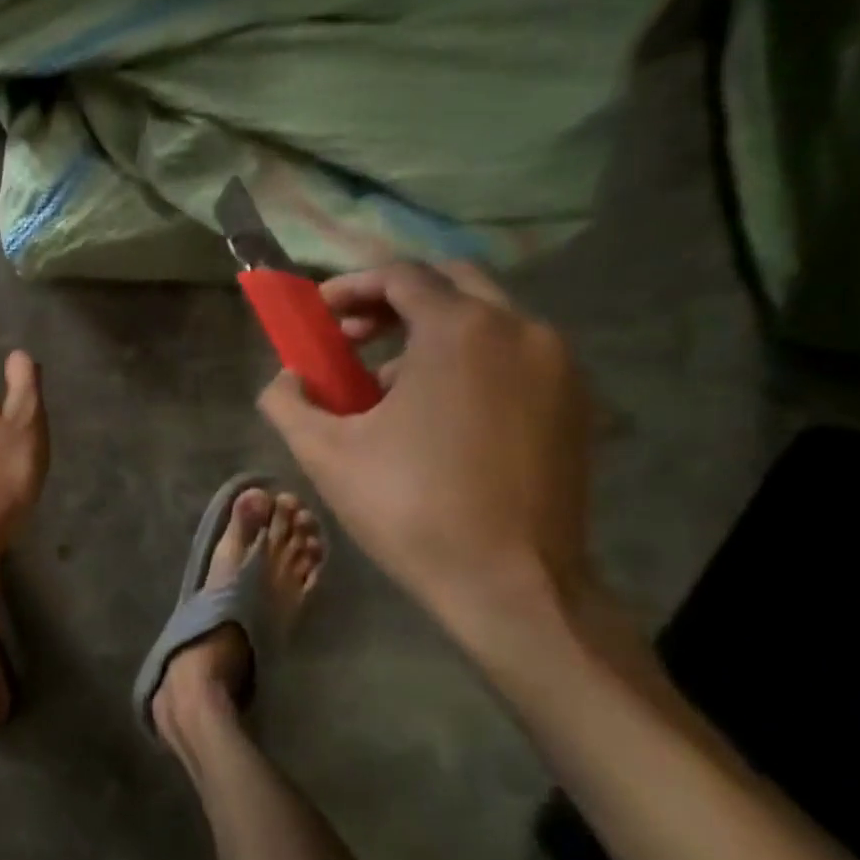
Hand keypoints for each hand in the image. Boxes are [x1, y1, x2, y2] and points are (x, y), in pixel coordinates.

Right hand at [257, 262, 591, 646]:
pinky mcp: (575, 404)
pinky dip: (468, 361)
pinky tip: (438, 415)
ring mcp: (558, 366)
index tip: (320, 319)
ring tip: (387, 387)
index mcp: (460, 331)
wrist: (512, 585)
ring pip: (485, 319)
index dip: (350, 288)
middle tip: (353, 338)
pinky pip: (512, 356)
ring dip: (430, 333)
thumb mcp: (323, 452)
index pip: (401, 275)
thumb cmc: (410, 508)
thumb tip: (284, 379)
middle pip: (450, 283)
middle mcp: (520, 330)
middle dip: (393, 301)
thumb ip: (287, 400)